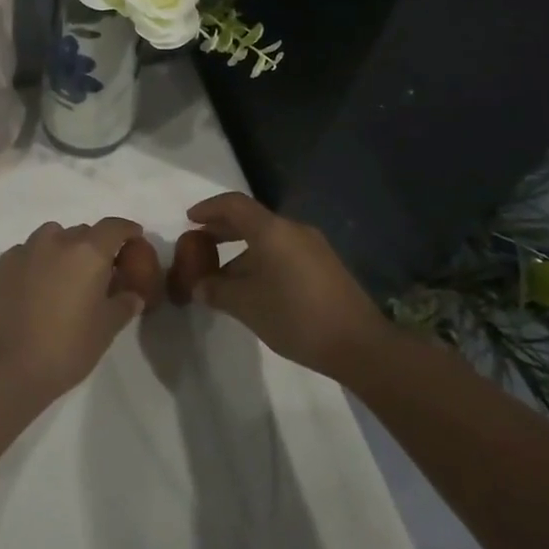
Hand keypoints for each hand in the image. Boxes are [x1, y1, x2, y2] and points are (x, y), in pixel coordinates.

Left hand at [0, 219, 145, 396]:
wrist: (6, 366)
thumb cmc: (66, 347)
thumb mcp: (106, 329)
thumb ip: (124, 304)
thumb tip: (132, 295)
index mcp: (88, 252)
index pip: (114, 227)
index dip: (127, 230)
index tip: (134, 238)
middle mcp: (56, 241)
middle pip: (82, 232)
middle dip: (94, 246)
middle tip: (98, 272)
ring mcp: (25, 250)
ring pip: (51, 237)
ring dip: (63, 249)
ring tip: (64, 277)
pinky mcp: (1, 265)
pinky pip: (27, 253)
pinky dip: (36, 262)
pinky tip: (35, 288)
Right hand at [185, 193, 385, 377]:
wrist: (359, 344)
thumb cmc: (296, 317)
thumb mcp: (247, 305)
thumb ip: (217, 291)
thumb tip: (199, 286)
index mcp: (272, 230)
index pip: (234, 204)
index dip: (208, 209)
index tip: (189, 220)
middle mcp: (293, 230)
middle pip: (251, 219)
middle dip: (222, 229)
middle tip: (199, 243)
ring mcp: (313, 247)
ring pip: (268, 238)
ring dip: (241, 249)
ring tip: (221, 274)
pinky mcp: (324, 266)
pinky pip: (283, 251)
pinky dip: (261, 259)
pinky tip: (252, 286)